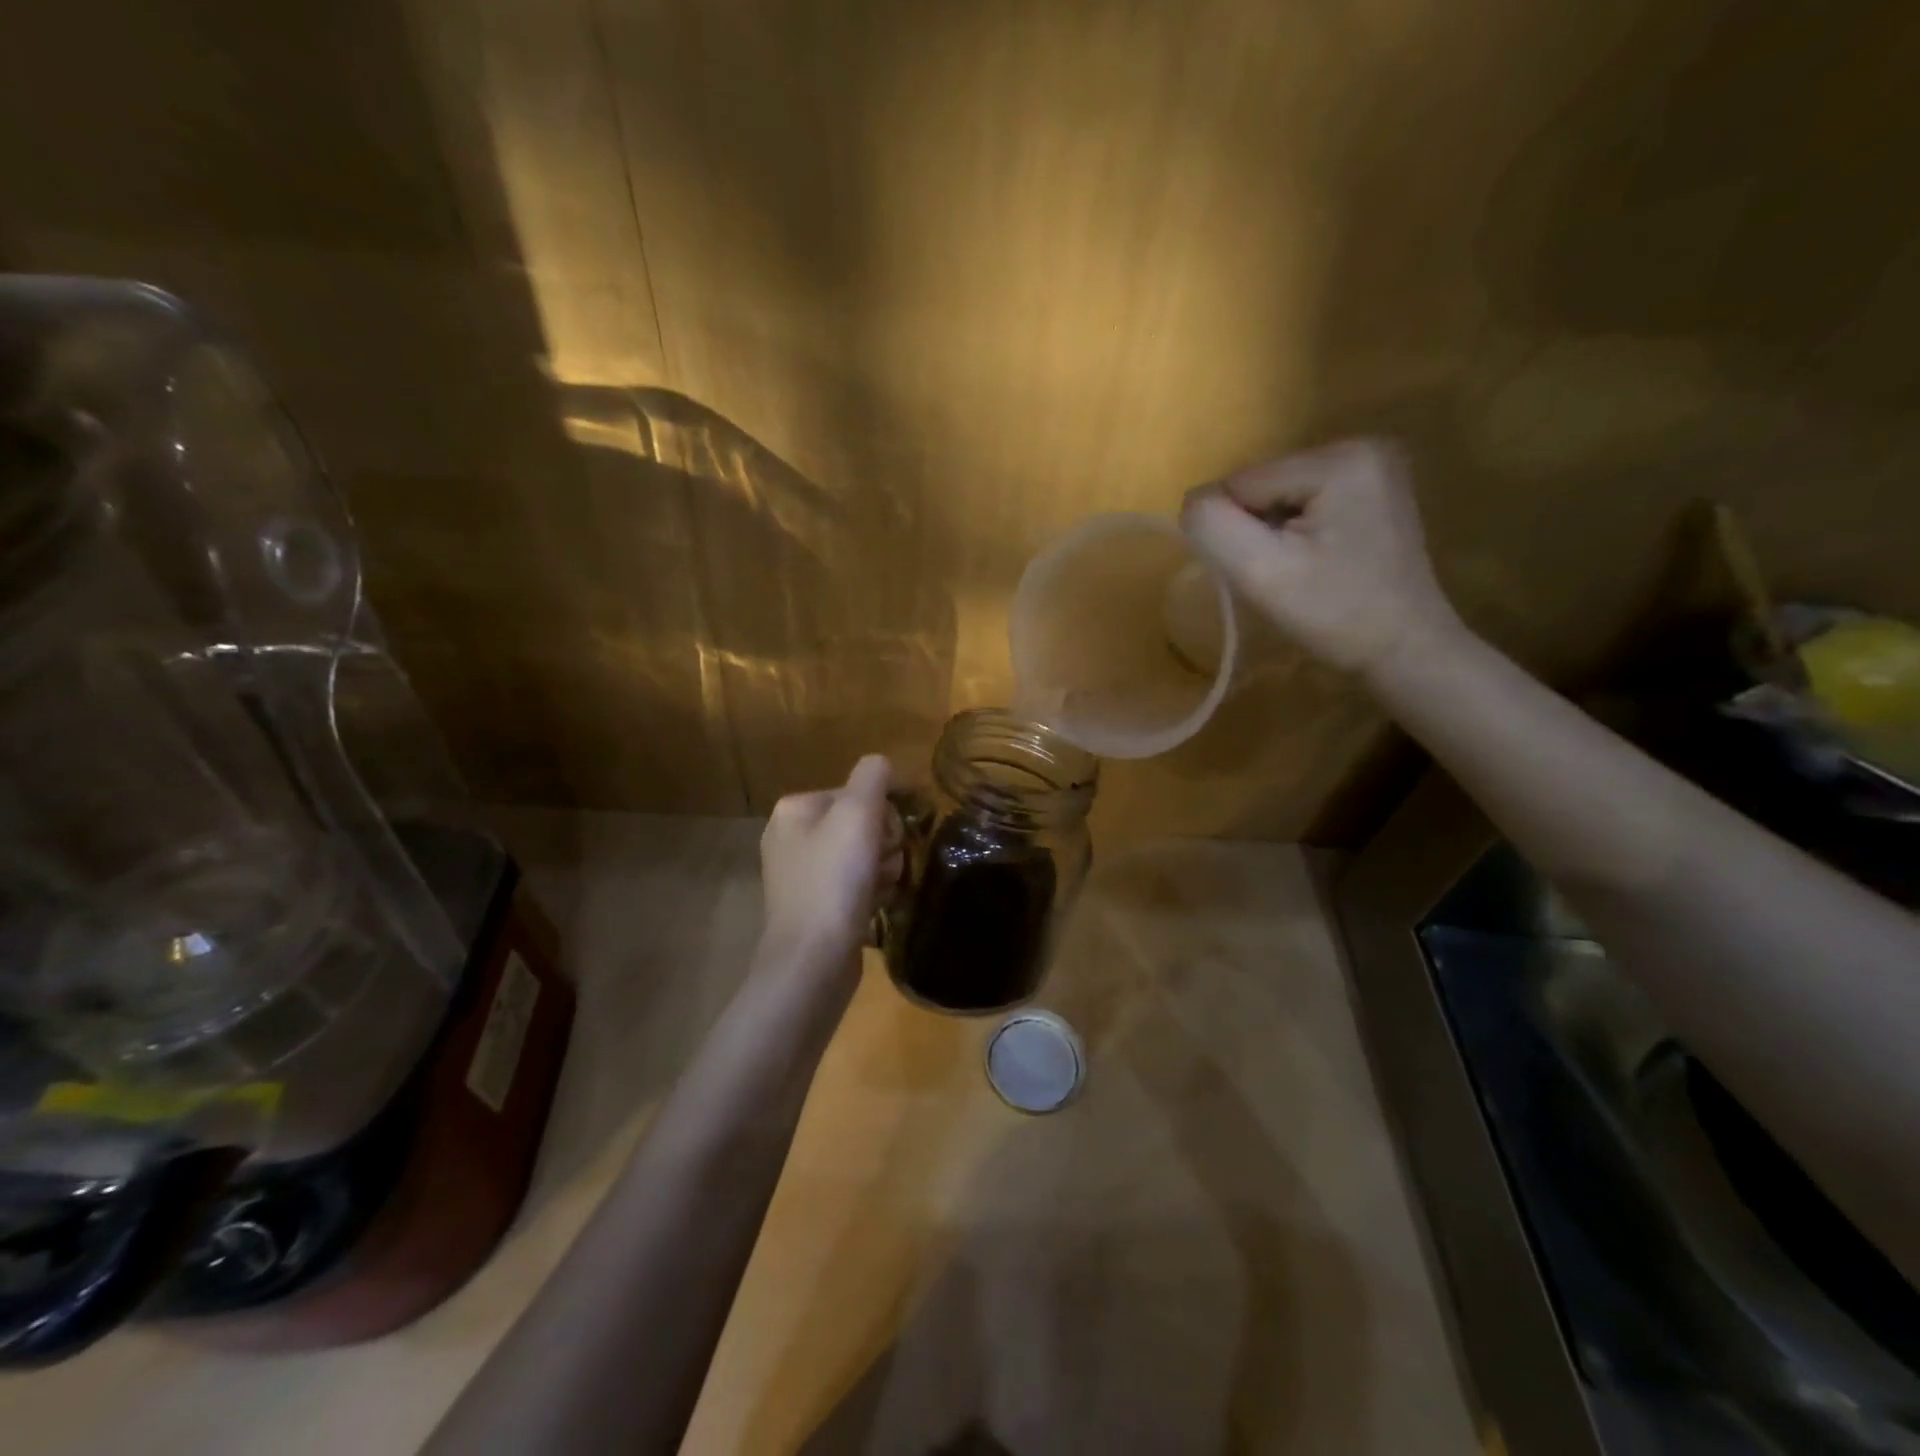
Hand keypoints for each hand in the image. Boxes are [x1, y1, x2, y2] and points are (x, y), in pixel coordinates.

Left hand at [759, 755, 899, 967]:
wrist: (812, 960)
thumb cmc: (834, 880)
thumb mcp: (858, 814)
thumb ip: (873, 777)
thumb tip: (882, 764)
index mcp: (794, 809)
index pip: (857, 793)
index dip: (881, 814)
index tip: (886, 839)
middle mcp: (791, 837)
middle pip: (861, 824)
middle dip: (883, 844)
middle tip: (882, 866)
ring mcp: (800, 875)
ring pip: (863, 855)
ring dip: (882, 869)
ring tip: (880, 890)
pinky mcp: (813, 907)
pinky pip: (854, 885)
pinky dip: (870, 892)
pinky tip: (874, 906)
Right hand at [1180, 438, 1462, 674]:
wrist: (1403, 651)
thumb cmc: (1335, 615)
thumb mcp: (1261, 572)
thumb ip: (1213, 525)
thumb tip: (1194, 502)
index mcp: (1339, 459)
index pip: (1240, 483)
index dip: (1236, 531)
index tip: (1268, 570)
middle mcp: (1361, 446)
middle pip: (1261, 485)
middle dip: (1257, 530)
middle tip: (1285, 574)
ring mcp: (1373, 467)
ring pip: (1277, 496)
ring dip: (1273, 534)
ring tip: (1302, 570)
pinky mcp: (1373, 490)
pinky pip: (1302, 503)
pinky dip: (1296, 534)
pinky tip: (1317, 562)